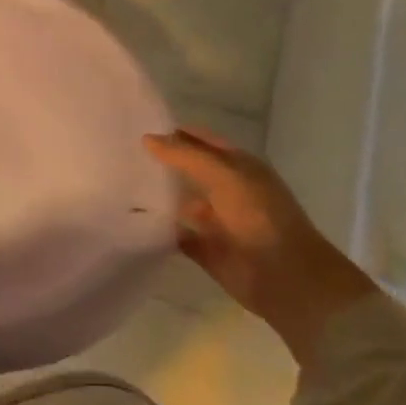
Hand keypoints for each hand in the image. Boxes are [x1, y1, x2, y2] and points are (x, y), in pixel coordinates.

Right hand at [143, 128, 376, 364]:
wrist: (287, 279)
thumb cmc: (259, 217)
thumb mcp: (223, 175)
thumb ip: (185, 155)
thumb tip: (147, 138)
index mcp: (238, 167)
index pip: (201, 140)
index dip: (174, 132)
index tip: (136, 126)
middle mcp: (227, 190)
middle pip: (188, 170)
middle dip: (160, 163)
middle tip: (121, 153)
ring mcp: (216, 221)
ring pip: (180, 202)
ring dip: (157, 196)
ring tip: (118, 184)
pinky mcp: (206, 250)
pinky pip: (176, 234)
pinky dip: (158, 229)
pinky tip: (132, 218)